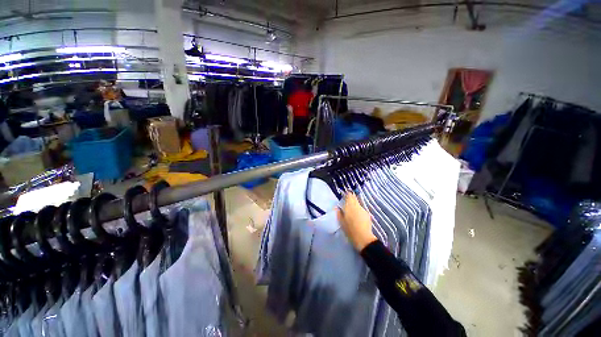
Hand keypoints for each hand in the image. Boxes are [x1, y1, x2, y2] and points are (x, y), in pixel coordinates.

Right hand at [337, 192, 377, 250]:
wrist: (363, 238)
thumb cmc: (349, 229)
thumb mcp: (341, 221)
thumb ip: (338, 213)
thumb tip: (337, 207)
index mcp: (349, 206)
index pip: (349, 195)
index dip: (347, 194)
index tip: (344, 196)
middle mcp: (357, 206)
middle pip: (354, 198)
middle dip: (351, 199)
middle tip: (347, 202)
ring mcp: (363, 210)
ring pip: (358, 204)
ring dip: (355, 205)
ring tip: (351, 211)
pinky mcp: (367, 214)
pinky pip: (361, 209)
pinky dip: (358, 210)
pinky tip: (357, 216)